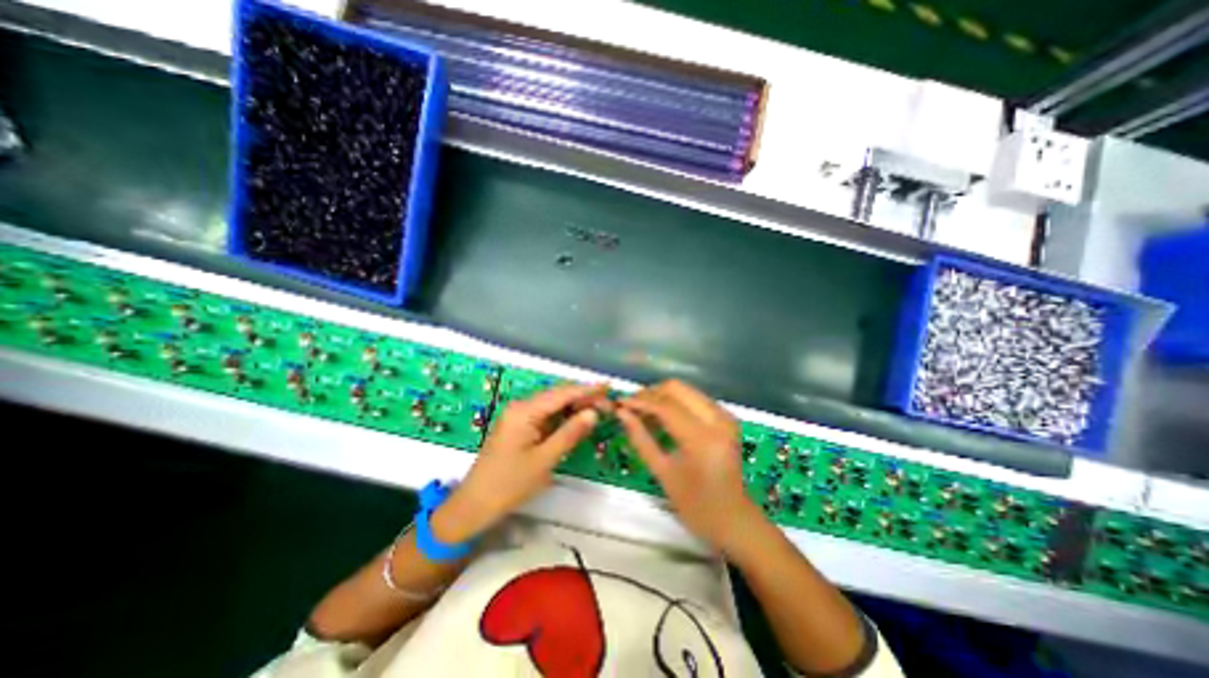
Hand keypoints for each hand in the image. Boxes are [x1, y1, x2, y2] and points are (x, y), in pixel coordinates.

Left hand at [431, 384, 604, 541]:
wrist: (474, 505)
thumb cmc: (509, 484)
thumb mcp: (544, 460)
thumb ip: (570, 433)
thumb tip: (593, 413)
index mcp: (524, 411)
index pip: (562, 394)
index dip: (587, 390)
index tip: (608, 387)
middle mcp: (520, 407)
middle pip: (557, 396)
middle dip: (583, 398)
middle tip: (608, 404)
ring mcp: (518, 416)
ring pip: (552, 405)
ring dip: (574, 406)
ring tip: (598, 409)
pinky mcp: (518, 426)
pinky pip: (545, 415)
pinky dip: (562, 416)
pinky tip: (577, 419)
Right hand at [618, 379, 758, 552]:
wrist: (735, 521)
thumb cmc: (696, 506)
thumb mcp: (663, 473)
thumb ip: (641, 438)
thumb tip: (622, 413)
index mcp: (702, 439)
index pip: (665, 406)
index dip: (639, 401)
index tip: (619, 403)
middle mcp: (717, 420)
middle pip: (677, 388)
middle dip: (651, 394)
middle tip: (631, 407)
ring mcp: (725, 416)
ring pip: (686, 390)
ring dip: (662, 396)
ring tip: (643, 413)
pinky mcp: (727, 418)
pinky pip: (695, 399)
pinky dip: (676, 403)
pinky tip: (662, 417)